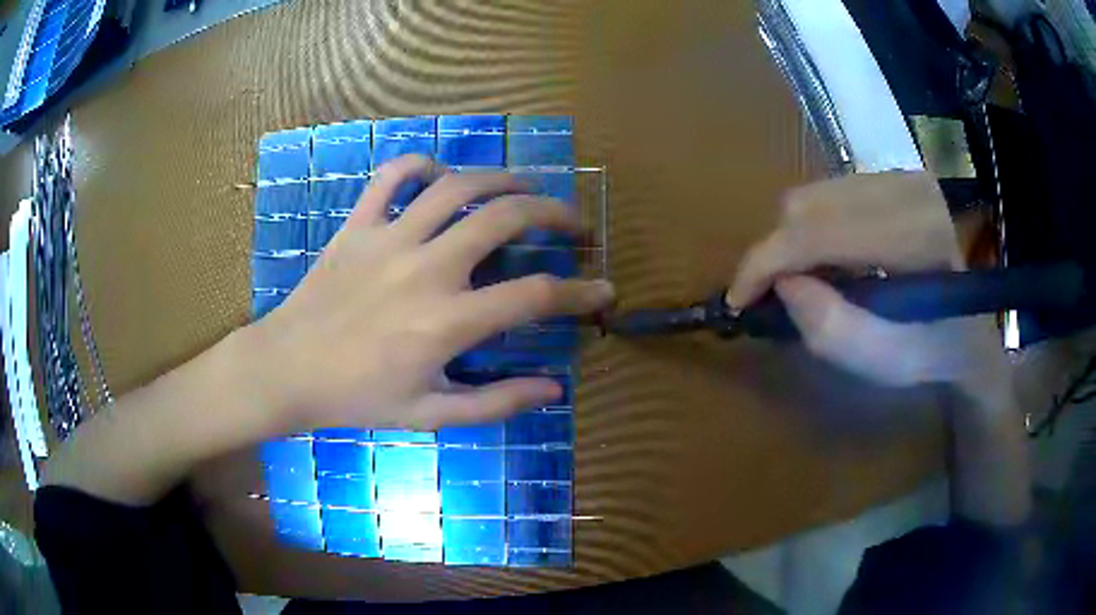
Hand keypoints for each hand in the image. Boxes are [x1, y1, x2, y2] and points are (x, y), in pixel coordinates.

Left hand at [244, 155, 613, 432]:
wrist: (288, 370)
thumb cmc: (358, 398)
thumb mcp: (430, 413)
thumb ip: (495, 402)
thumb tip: (553, 388)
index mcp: (448, 321)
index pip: (536, 296)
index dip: (581, 291)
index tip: (605, 288)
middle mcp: (426, 268)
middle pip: (505, 218)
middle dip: (554, 213)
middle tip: (573, 222)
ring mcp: (388, 238)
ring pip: (457, 186)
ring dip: (502, 179)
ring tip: (524, 187)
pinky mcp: (357, 225)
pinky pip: (391, 177)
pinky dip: (419, 166)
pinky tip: (439, 175)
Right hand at [728, 172, 1008, 403]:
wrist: (971, 328)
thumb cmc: (934, 353)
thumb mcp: (888, 364)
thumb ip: (836, 332)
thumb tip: (783, 285)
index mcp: (918, 235)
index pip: (822, 231)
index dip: (767, 261)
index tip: (737, 298)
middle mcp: (908, 188)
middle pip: (808, 205)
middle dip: (778, 254)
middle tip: (776, 298)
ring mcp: (901, 175)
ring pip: (812, 195)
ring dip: (795, 242)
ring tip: (807, 282)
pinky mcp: (892, 175)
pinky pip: (828, 193)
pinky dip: (813, 228)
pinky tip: (830, 259)